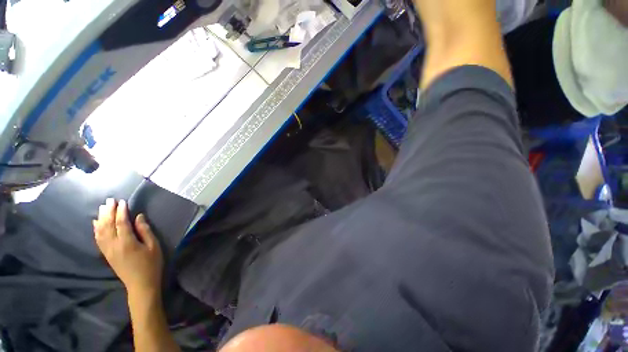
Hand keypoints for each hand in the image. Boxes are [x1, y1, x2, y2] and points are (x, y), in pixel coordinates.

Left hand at [94, 199, 162, 296]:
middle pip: (107, 225)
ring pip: (100, 231)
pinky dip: (96, 229)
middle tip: (110, 200)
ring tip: (102, 208)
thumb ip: (145, 231)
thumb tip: (138, 217)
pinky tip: (96, 223)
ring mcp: (107, 250)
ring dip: (101, 218)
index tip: (123, 201)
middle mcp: (113, 245)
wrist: (140, 284)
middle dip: (108, 211)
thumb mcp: (153, 246)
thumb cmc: (151, 264)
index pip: (121, 222)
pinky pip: (98, 239)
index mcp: (127, 242)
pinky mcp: (106, 254)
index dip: (121, 211)